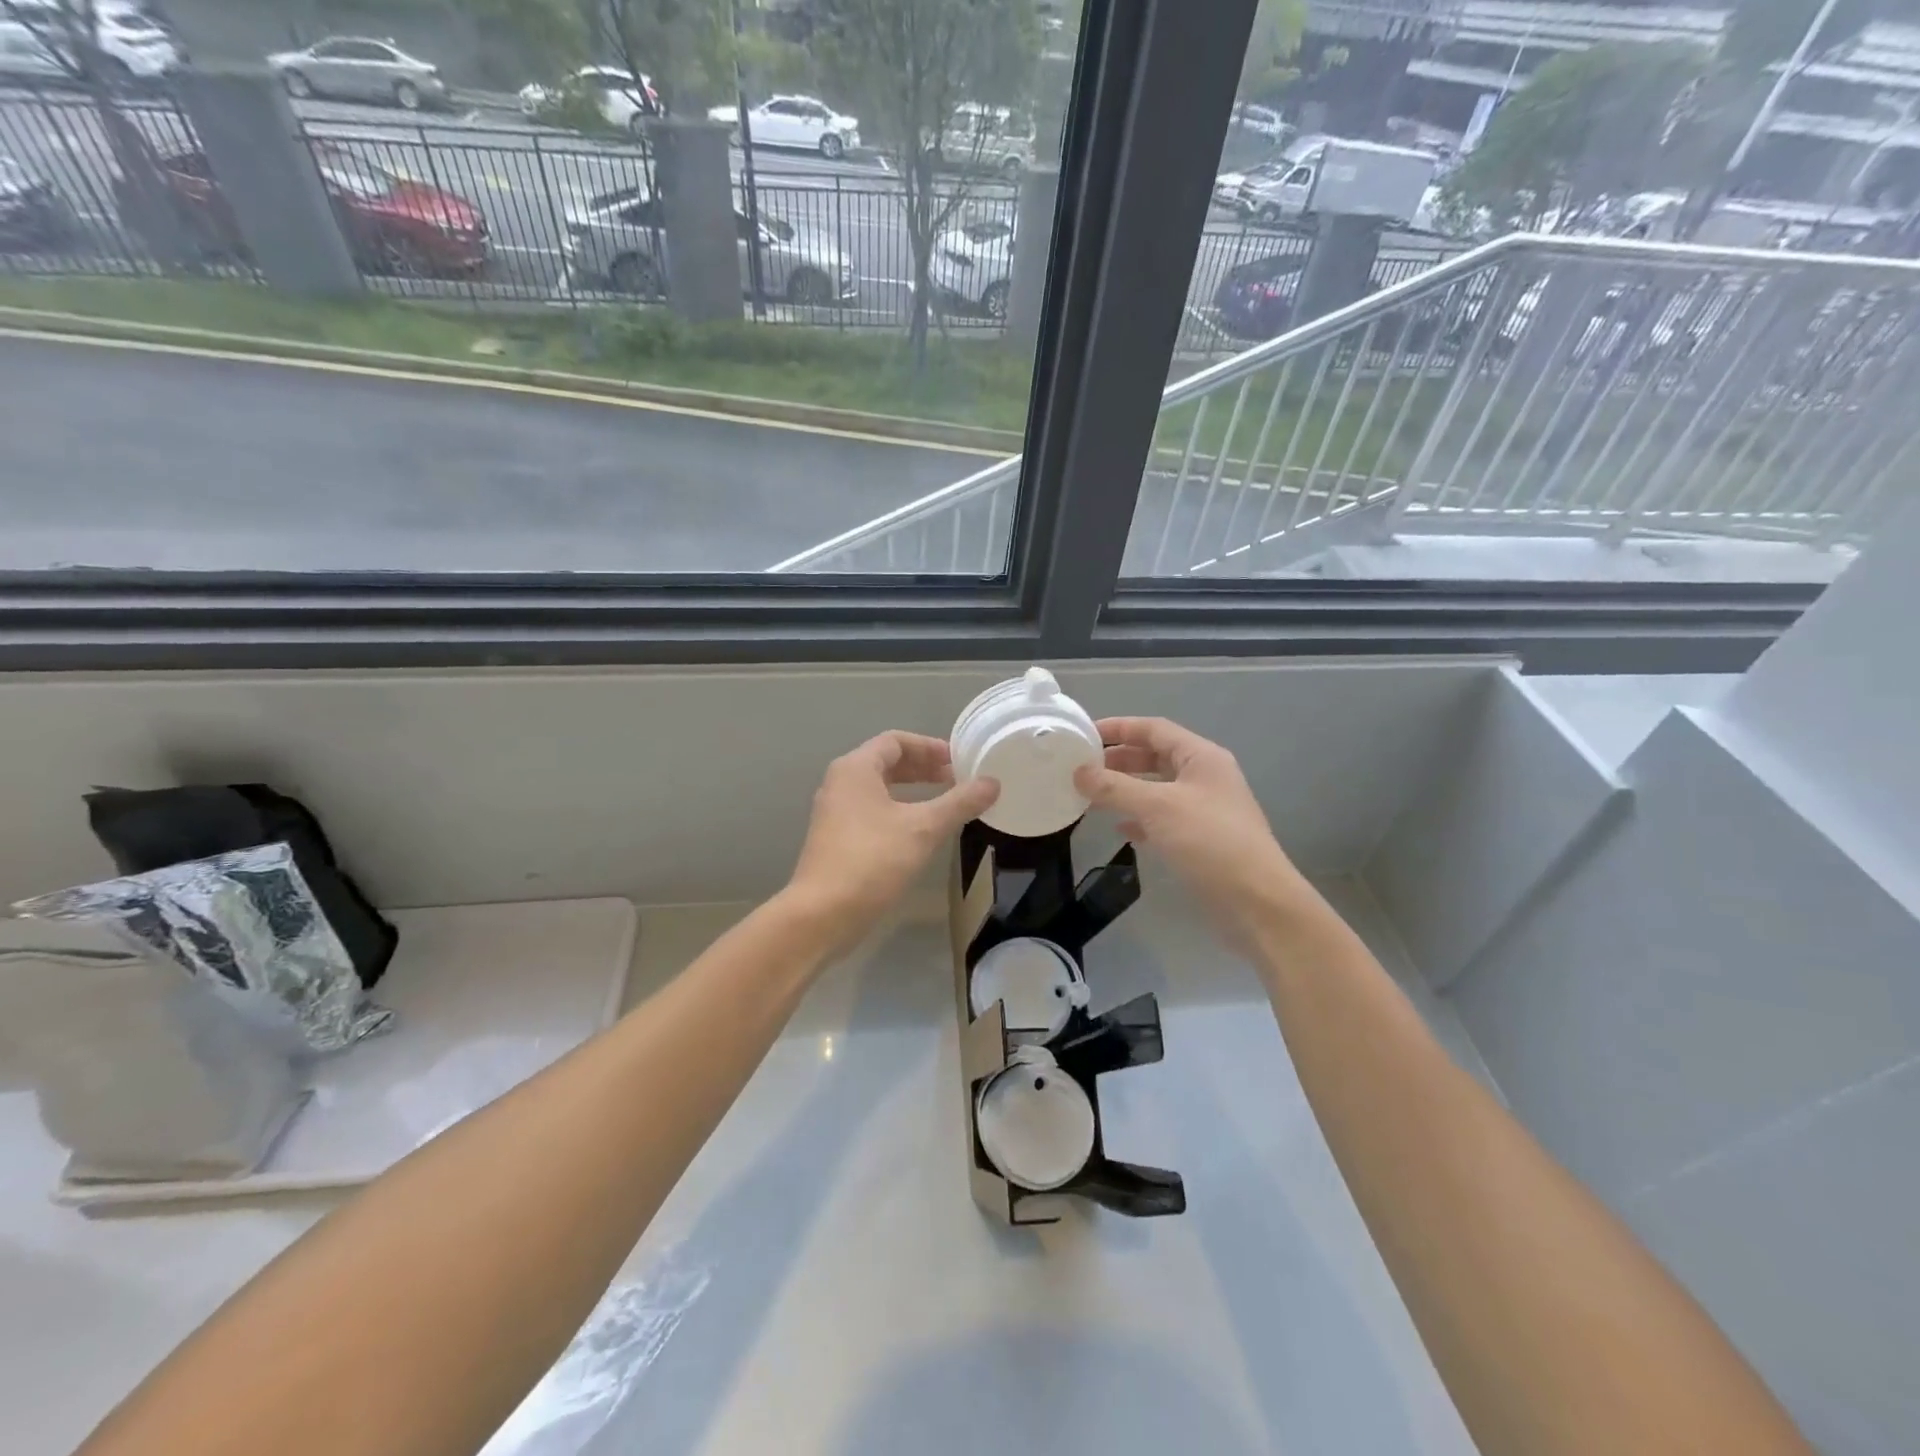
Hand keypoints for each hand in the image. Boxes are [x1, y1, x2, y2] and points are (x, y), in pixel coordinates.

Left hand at [786, 732, 999, 943]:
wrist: (822, 914)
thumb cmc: (872, 860)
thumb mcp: (923, 829)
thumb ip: (959, 803)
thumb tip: (992, 783)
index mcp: (855, 769)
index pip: (895, 741)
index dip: (929, 746)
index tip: (958, 761)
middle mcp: (840, 783)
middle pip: (886, 762)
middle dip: (923, 768)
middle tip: (957, 780)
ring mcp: (835, 813)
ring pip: (879, 789)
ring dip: (912, 790)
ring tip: (944, 803)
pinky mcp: (836, 839)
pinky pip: (872, 811)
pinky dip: (899, 811)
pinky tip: (920, 831)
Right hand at [1074, 717, 1309, 936]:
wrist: (1257, 901)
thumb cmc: (1209, 842)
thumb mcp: (1157, 807)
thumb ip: (1114, 787)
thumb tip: (1078, 772)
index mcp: (1201, 757)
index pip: (1154, 729)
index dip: (1119, 727)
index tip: (1084, 734)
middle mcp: (1205, 776)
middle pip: (1156, 756)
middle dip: (1119, 759)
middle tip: (1083, 767)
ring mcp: (1205, 809)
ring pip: (1157, 788)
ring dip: (1126, 789)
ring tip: (1092, 795)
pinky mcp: (1202, 839)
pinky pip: (1163, 818)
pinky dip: (1140, 818)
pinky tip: (1120, 829)